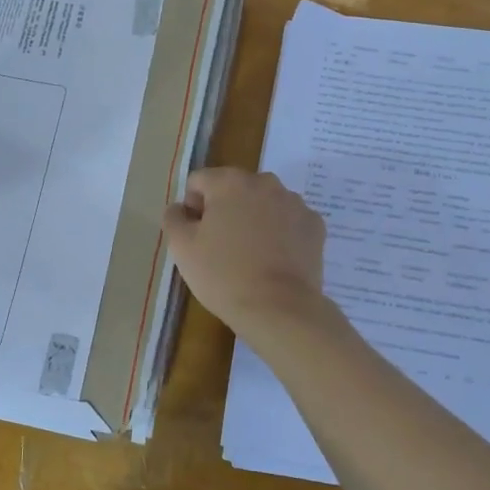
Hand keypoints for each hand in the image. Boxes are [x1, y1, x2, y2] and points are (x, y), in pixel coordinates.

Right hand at [162, 168, 328, 339]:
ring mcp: (294, 202)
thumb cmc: (224, 275)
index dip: (192, 207)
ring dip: (254, 219)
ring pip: (264, 203)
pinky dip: (280, 233)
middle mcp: (265, 182)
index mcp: (230, 182)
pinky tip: (274, 260)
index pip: (199, 181)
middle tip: (222, 247)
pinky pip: (288, 221)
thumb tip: (181, 208)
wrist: (279, 308)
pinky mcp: (314, 225)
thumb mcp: (182, 248)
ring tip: (251, 255)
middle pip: (234, 189)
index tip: (197, 236)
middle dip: (226, 210)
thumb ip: (174, 218)